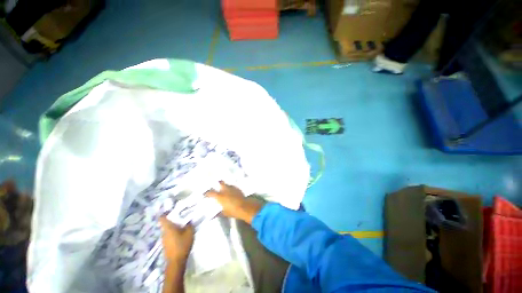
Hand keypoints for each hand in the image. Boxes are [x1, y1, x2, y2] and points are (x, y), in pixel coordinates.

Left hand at [159, 216, 193, 263]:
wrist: (176, 262)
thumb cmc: (182, 244)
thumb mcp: (189, 232)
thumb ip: (189, 224)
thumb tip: (189, 220)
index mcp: (168, 227)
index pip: (162, 217)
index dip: (166, 213)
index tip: (172, 210)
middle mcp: (164, 232)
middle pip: (166, 223)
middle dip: (173, 220)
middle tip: (182, 217)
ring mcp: (164, 239)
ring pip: (168, 230)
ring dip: (174, 227)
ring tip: (183, 225)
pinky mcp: (166, 245)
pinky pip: (169, 235)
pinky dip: (174, 233)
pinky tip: (181, 235)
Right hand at [205, 181, 263, 223]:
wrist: (245, 207)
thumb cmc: (233, 211)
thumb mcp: (224, 213)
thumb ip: (219, 213)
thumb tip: (213, 216)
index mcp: (220, 196)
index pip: (211, 192)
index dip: (207, 193)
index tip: (205, 193)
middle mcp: (226, 190)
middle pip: (221, 183)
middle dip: (218, 183)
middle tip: (217, 185)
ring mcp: (232, 188)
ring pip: (228, 184)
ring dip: (226, 186)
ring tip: (225, 189)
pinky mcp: (238, 189)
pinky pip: (233, 187)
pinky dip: (231, 189)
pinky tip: (232, 192)